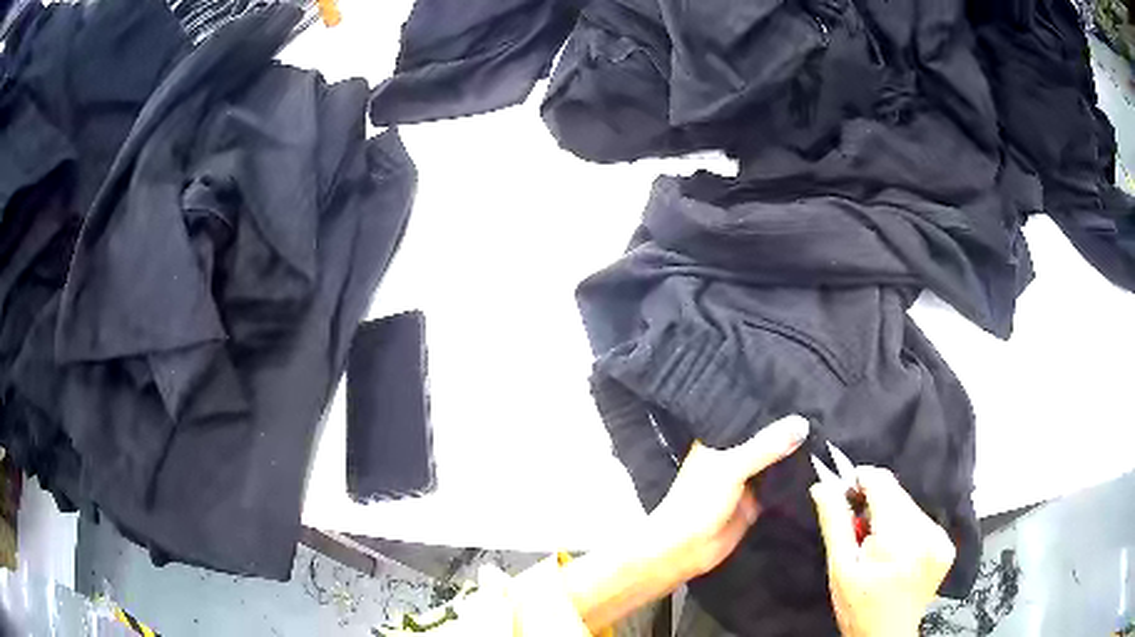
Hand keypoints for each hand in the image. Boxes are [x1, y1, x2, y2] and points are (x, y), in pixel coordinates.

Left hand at [564, 415, 807, 632]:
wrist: (686, 550)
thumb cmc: (698, 502)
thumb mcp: (731, 468)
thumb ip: (765, 446)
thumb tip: (802, 424)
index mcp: (720, 439)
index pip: (750, 414)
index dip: (773, 403)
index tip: (804, 387)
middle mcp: (735, 454)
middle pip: (768, 438)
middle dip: (790, 429)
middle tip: (826, 408)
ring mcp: (747, 479)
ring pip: (777, 461)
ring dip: (796, 453)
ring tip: (830, 430)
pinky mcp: (758, 501)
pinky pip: (781, 485)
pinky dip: (797, 478)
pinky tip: (823, 465)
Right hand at [810, 466, 955, 636]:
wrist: (886, 636)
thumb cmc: (858, 607)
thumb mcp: (840, 568)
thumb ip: (835, 524)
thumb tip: (823, 486)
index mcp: (898, 538)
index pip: (883, 483)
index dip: (862, 480)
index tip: (846, 491)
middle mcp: (926, 532)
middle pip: (898, 493)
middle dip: (875, 503)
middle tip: (858, 529)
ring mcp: (940, 538)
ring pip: (910, 505)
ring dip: (891, 516)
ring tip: (877, 546)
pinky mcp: (946, 545)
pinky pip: (922, 520)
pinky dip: (906, 528)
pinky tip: (896, 552)